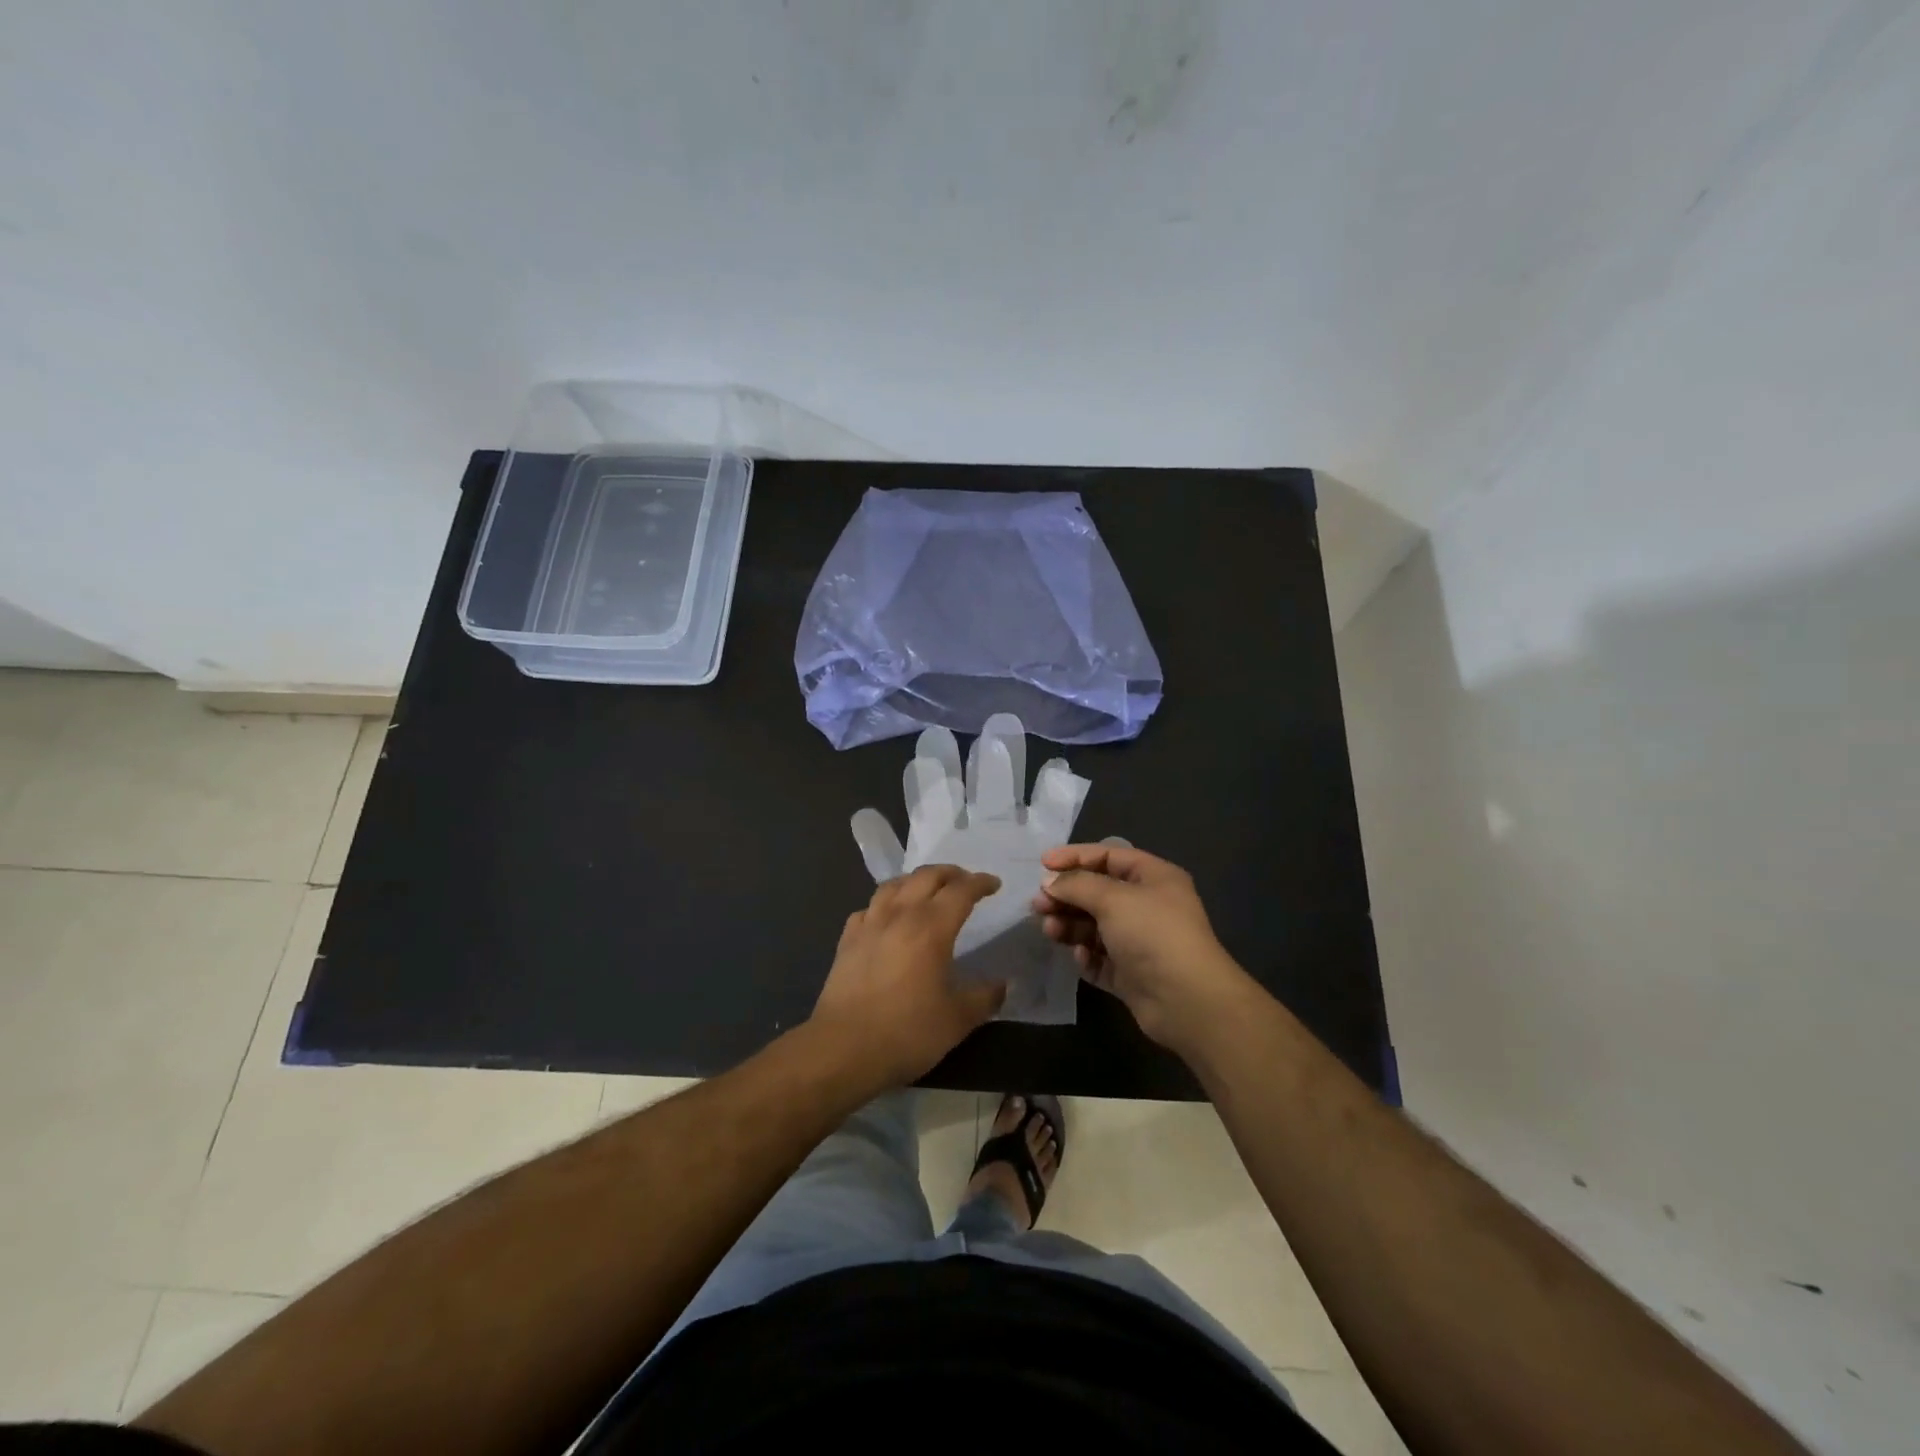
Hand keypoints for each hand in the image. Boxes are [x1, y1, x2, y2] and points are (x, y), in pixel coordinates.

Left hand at [812, 865, 1006, 1090]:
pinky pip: (869, 908)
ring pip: (894, 885)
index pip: (961, 890)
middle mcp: (900, 915)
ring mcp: (869, 925)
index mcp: (932, 927)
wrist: (843, 1049)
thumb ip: (985, 997)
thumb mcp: (958, 1020)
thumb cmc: (907, 1032)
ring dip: (916, 881)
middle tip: (965, 882)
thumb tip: (1003, 984)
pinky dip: (885, 904)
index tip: (994, 884)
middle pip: (926, 876)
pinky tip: (887, 918)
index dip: (981, 882)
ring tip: (927, 891)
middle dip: (950, 873)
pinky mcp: (847, 940)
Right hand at [1031, 843, 1253, 1053]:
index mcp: (1153, 878)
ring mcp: (1139, 941)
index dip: (1075, 857)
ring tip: (1049, 930)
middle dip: (1067, 896)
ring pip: (1094, 926)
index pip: (1108, 856)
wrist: (1187, 1001)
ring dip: (1070, 925)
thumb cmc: (1152, 934)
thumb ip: (1076, 885)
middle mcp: (1147, 905)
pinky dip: (1087, 955)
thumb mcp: (1112, 898)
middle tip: (1038, 904)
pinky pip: (1100, 957)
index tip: (1042, 865)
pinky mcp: (1131, 973)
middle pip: (1097, 892)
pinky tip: (1081, 957)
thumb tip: (1049, 882)